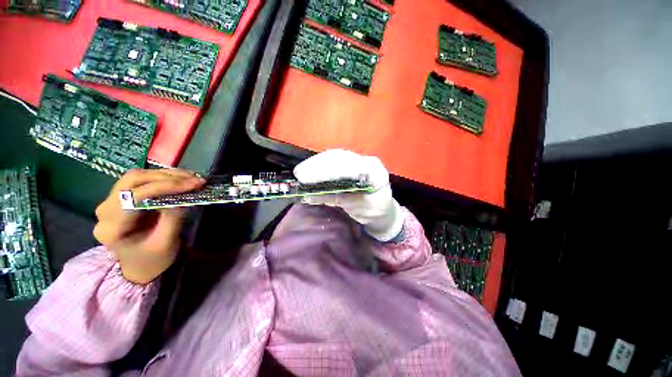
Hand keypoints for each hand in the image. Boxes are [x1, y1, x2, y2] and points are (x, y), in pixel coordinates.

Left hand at [93, 169, 205, 283]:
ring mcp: (110, 202)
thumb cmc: (153, 260)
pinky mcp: (120, 198)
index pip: (136, 196)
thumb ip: (172, 218)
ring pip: (137, 177)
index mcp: (112, 227)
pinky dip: (162, 177)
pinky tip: (179, 179)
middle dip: (167, 177)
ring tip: (191, 177)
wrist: (140, 267)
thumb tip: (184, 195)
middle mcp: (105, 210)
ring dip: (166, 175)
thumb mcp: (165, 243)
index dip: (166, 186)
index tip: (194, 184)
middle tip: (194, 179)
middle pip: (133, 180)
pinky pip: (140, 181)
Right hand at [294, 149, 403, 241]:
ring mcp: (359, 162)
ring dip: (316, 164)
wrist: (384, 211)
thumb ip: (337, 198)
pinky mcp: (352, 166)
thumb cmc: (376, 213)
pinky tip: (310, 172)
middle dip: (317, 165)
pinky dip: (320, 167)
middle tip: (299, 174)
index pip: (347, 166)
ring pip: (335, 157)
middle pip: (339, 157)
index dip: (325, 171)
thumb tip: (310, 195)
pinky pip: (335, 162)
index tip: (305, 178)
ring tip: (301, 172)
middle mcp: (366, 161)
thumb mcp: (359, 208)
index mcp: (374, 171)